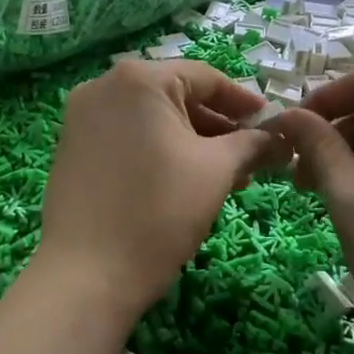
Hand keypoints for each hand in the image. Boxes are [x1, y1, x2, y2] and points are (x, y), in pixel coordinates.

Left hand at [37, 60, 287, 323]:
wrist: (86, 276)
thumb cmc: (158, 212)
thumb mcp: (216, 171)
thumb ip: (252, 144)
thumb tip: (280, 137)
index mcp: (138, 78)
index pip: (205, 77)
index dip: (243, 102)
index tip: (272, 125)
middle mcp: (104, 85)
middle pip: (177, 96)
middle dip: (219, 127)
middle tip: (253, 157)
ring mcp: (82, 117)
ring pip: (153, 118)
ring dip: (193, 141)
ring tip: (228, 177)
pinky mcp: (73, 147)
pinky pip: (129, 136)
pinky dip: (160, 150)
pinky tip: (186, 181)